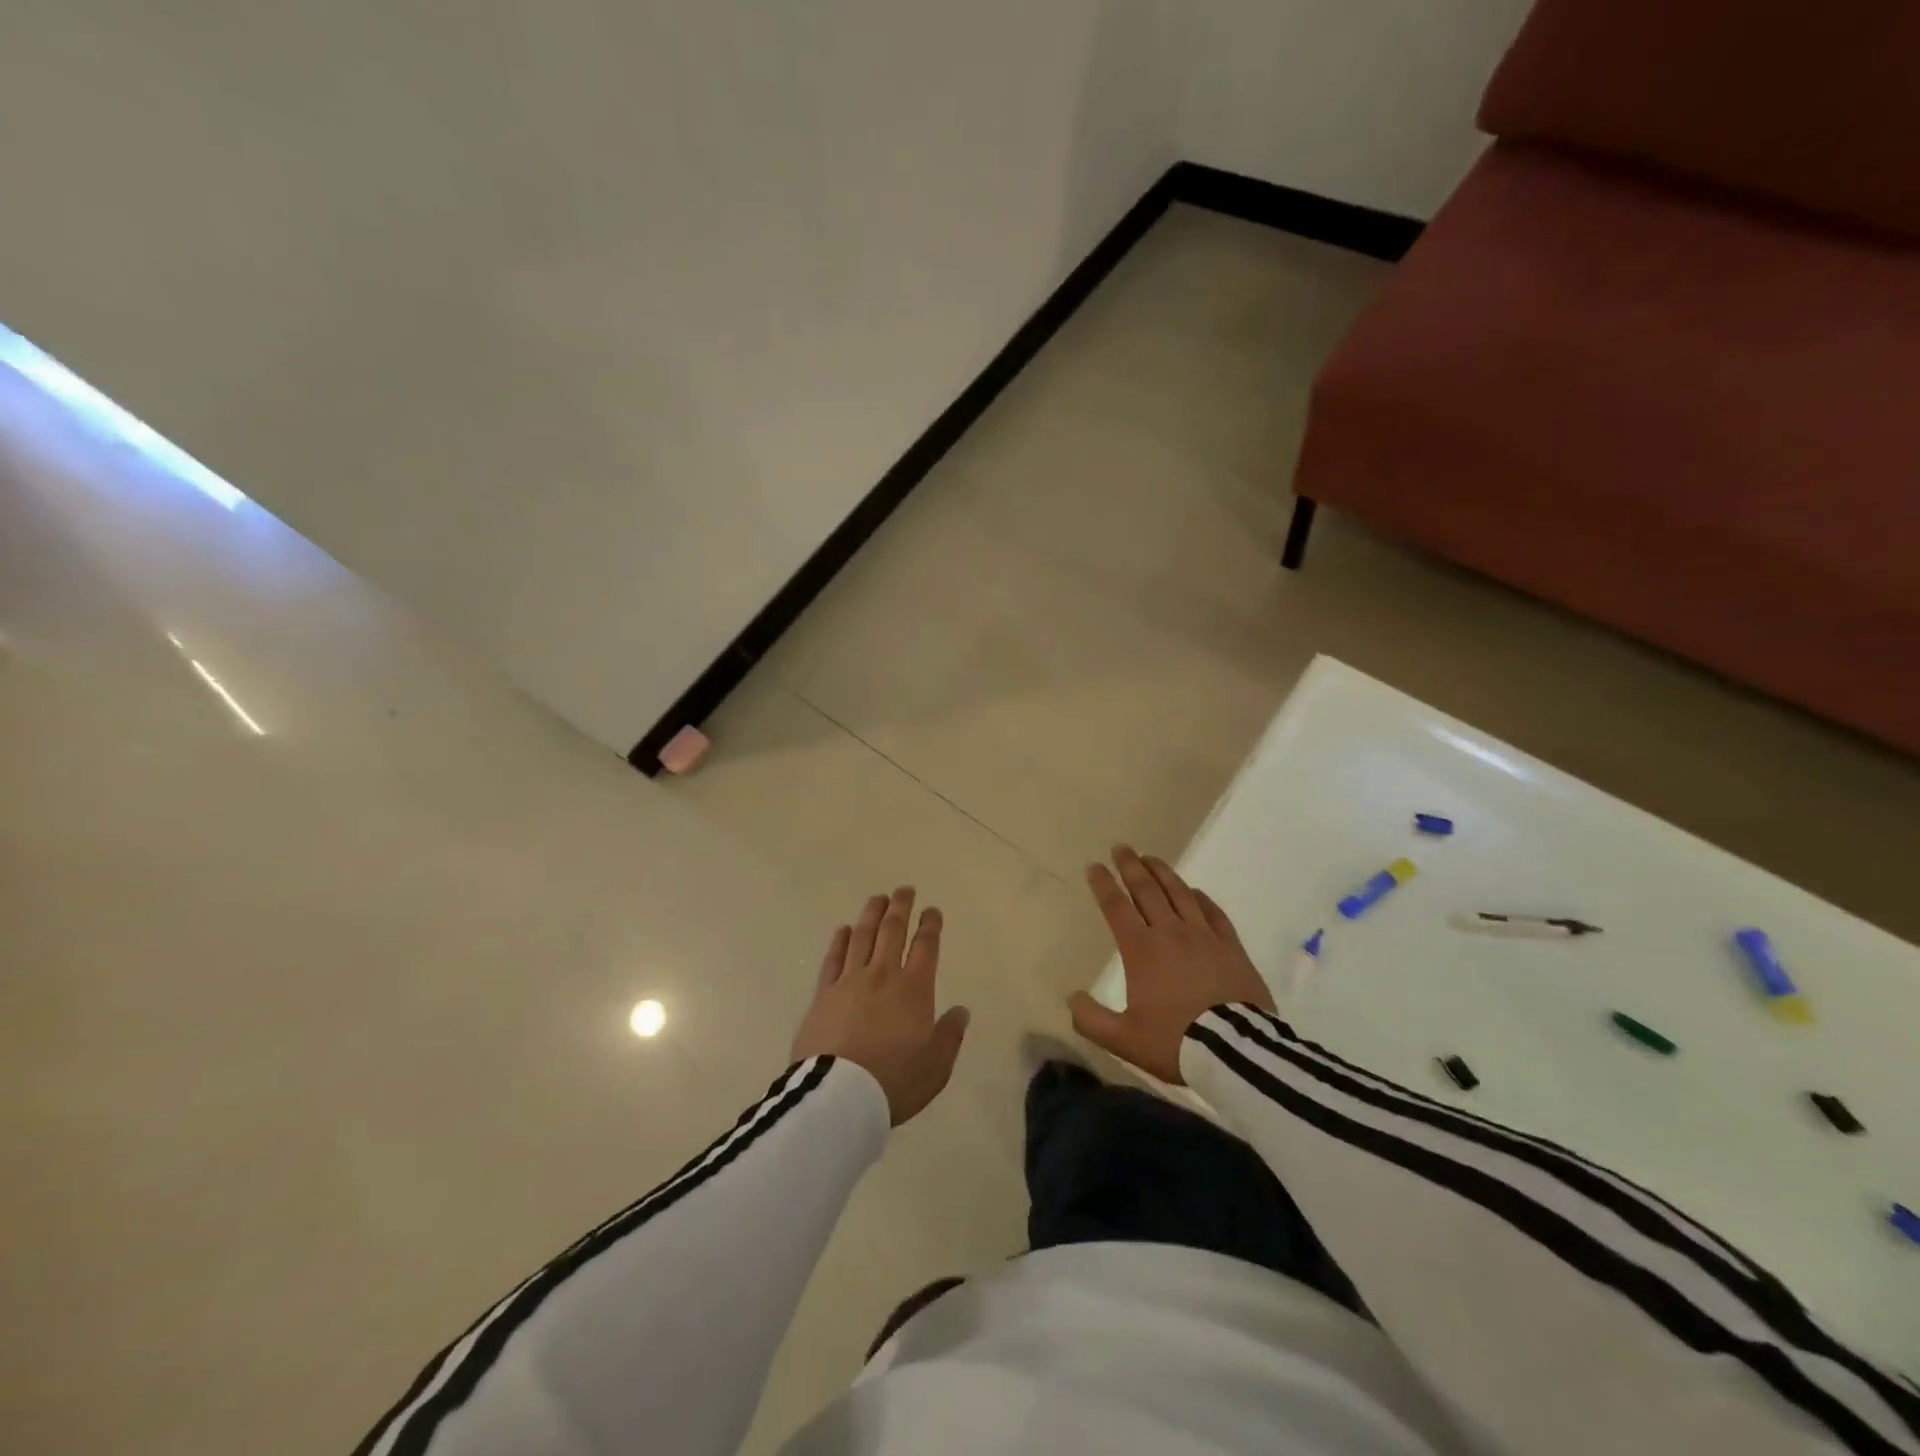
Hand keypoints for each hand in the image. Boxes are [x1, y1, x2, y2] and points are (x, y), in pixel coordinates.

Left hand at [792, 887, 969, 1125]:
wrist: (839, 1096)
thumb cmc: (894, 1080)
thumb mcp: (936, 1066)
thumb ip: (950, 1035)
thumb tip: (961, 1011)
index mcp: (914, 989)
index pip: (925, 947)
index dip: (930, 925)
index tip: (932, 910)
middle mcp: (882, 975)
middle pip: (892, 931)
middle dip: (901, 907)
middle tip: (905, 890)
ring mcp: (849, 982)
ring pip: (862, 937)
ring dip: (871, 914)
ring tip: (877, 898)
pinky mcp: (823, 995)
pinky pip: (833, 959)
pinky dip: (840, 941)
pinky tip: (843, 929)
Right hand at [1067, 846, 1273, 1084]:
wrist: (1235, 1052)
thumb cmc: (1175, 1041)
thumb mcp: (1124, 1040)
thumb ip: (1092, 1019)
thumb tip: (1072, 999)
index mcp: (1141, 950)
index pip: (1116, 907)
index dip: (1103, 884)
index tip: (1094, 866)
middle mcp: (1170, 933)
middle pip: (1147, 890)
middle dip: (1130, 867)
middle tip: (1121, 848)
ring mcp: (1204, 937)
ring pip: (1179, 894)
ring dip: (1163, 873)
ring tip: (1151, 858)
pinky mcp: (1231, 947)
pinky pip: (1213, 913)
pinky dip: (1200, 898)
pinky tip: (1194, 892)